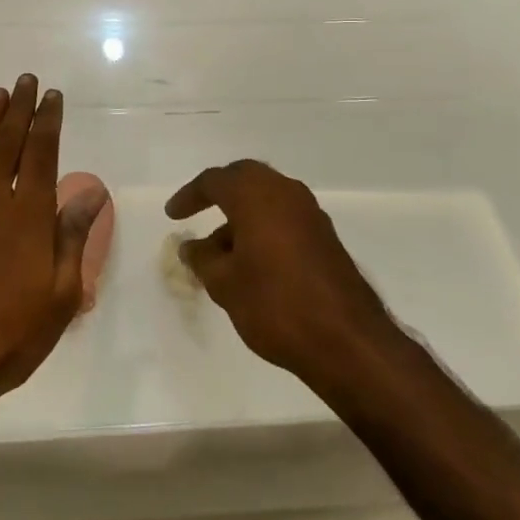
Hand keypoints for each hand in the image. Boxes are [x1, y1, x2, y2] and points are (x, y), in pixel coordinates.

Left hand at [0, 75, 103, 426]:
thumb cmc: (8, 335)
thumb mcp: (59, 296)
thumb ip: (73, 238)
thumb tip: (94, 191)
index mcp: (28, 216)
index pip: (41, 154)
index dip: (47, 122)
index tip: (52, 96)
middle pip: (7, 142)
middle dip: (19, 109)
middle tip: (25, 80)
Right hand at [168, 160, 393, 386]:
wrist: (347, 341)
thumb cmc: (275, 304)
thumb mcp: (225, 284)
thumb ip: (203, 258)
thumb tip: (192, 246)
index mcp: (256, 195)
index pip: (214, 181)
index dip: (189, 196)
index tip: (173, 215)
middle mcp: (285, 192)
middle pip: (245, 178)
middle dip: (219, 192)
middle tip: (198, 211)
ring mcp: (310, 213)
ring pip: (267, 198)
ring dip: (242, 213)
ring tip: (220, 250)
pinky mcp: (325, 236)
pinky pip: (284, 217)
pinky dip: (263, 226)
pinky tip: (252, 261)